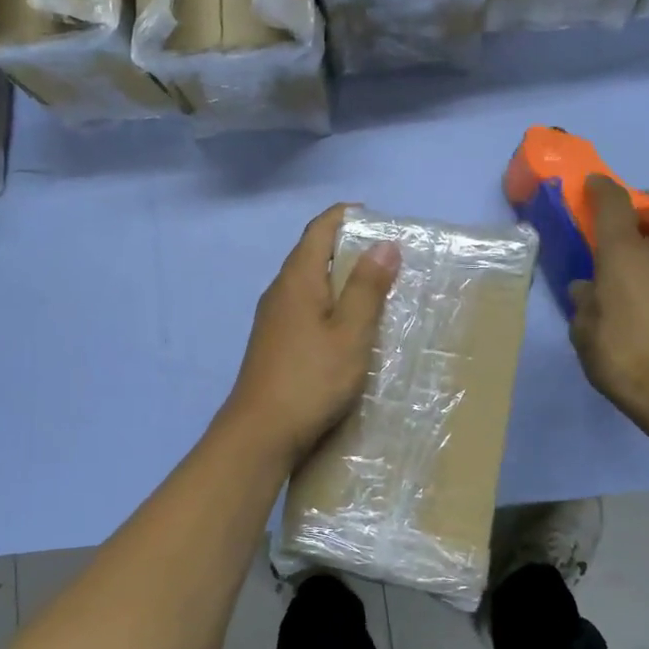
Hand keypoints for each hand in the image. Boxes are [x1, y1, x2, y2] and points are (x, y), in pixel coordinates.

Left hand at [220, 204, 400, 466]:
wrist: (260, 432)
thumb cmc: (310, 379)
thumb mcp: (350, 333)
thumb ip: (367, 288)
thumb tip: (384, 243)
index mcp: (297, 279)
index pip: (319, 230)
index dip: (345, 216)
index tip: (377, 217)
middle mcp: (279, 291)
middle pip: (312, 254)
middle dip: (347, 247)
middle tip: (388, 257)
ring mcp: (272, 318)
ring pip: (308, 283)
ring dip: (339, 278)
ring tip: (374, 289)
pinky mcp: (273, 342)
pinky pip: (304, 307)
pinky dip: (328, 304)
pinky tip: (346, 326)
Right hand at [569, 176, 648, 429]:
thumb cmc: (624, 358)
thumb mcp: (585, 333)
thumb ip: (584, 303)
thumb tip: (590, 289)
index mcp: (625, 254)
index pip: (613, 205)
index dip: (600, 190)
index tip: (590, 185)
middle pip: (635, 238)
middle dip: (617, 251)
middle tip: (601, 278)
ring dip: (640, 272)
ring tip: (626, 305)